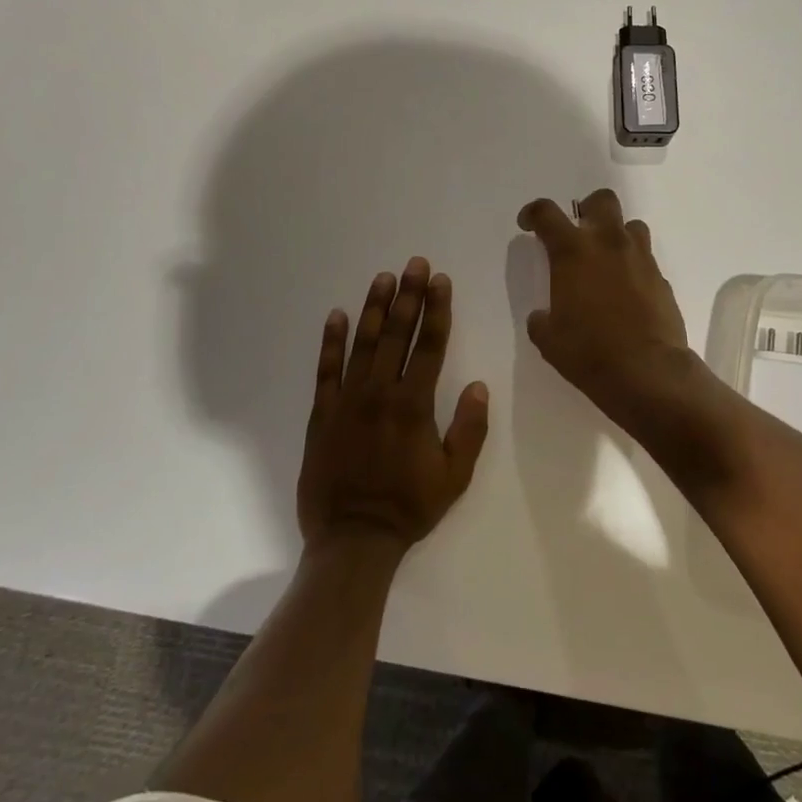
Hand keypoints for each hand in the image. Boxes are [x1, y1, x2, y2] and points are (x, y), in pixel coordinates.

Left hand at [299, 258, 489, 556]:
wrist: (353, 538)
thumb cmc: (409, 507)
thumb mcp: (455, 475)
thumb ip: (469, 429)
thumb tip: (478, 385)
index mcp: (415, 405)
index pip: (431, 345)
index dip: (437, 310)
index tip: (440, 281)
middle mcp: (381, 392)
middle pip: (397, 334)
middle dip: (408, 295)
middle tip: (414, 263)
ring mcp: (348, 400)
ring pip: (363, 343)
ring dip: (374, 308)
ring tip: (383, 278)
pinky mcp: (322, 412)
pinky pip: (326, 369)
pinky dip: (331, 341)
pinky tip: (337, 315)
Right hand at [517, 190, 698, 438]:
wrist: (647, 371)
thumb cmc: (588, 352)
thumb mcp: (549, 339)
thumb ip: (541, 319)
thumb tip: (543, 316)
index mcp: (573, 251)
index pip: (546, 213)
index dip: (532, 213)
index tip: (528, 224)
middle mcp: (608, 244)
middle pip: (602, 200)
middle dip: (588, 209)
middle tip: (579, 233)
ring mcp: (640, 258)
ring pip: (631, 225)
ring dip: (617, 235)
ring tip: (607, 261)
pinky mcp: (662, 279)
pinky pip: (646, 260)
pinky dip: (634, 267)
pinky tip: (627, 293)